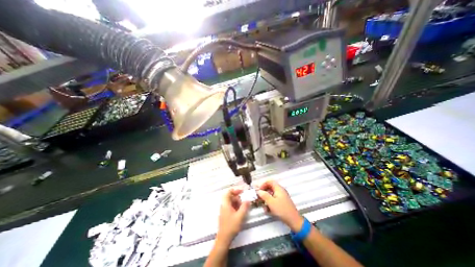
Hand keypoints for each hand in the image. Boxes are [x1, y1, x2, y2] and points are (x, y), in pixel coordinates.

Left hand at [217, 188, 249, 244]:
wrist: (224, 239)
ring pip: (231, 202)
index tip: (242, 191)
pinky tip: (240, 211)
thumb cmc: (231, 226)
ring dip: (237, 202)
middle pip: (230, 196)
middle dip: (238, 197)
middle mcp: (224, 205)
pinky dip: (236, 206)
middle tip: (244, 201)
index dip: (235, 190)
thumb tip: (248, 200)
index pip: (228, 192)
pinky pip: (231, 206)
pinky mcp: (225, 214)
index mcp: (225, 203)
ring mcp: (224, 210)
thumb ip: (244, 207)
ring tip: (243, 207)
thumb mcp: (240, 216)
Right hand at [257, 181, 303, 231]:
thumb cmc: (282, 210)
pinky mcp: (281, 203)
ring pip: (271, 195)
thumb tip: (259, 191)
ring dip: (266, 199)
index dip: (263, 184)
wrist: (294, 221)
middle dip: (263, 193)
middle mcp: (280, 191)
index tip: (259, 190)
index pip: (269, 181)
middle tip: (259, 197)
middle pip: (269, 188)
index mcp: (278, 188)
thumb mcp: (271, 202)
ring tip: (263, 206)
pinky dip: (269, 203)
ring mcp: (281, 197)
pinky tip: (267, 210)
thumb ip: (264, 195)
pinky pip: (273, 200)